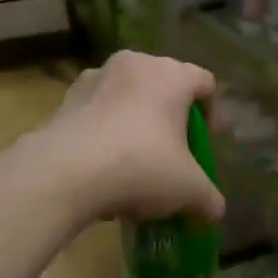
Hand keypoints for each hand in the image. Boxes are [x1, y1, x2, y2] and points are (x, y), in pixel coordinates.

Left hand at [41, 51, 224, 224]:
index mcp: (171, 75)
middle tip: (172, 152)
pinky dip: (104, 132)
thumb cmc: (140, 166)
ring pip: (126, 97)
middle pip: (163, 85)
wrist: (63, 173)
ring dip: (135, 122)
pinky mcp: (64, 99)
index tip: (205, 142)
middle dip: (171, 117)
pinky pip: (96, 112)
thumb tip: (213, 212)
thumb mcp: (188, 190)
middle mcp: (134, 65)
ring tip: (133, 163)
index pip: (204, 82)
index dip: (212, 112)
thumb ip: (208, 199)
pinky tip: (103, 169)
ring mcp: (94, 78)